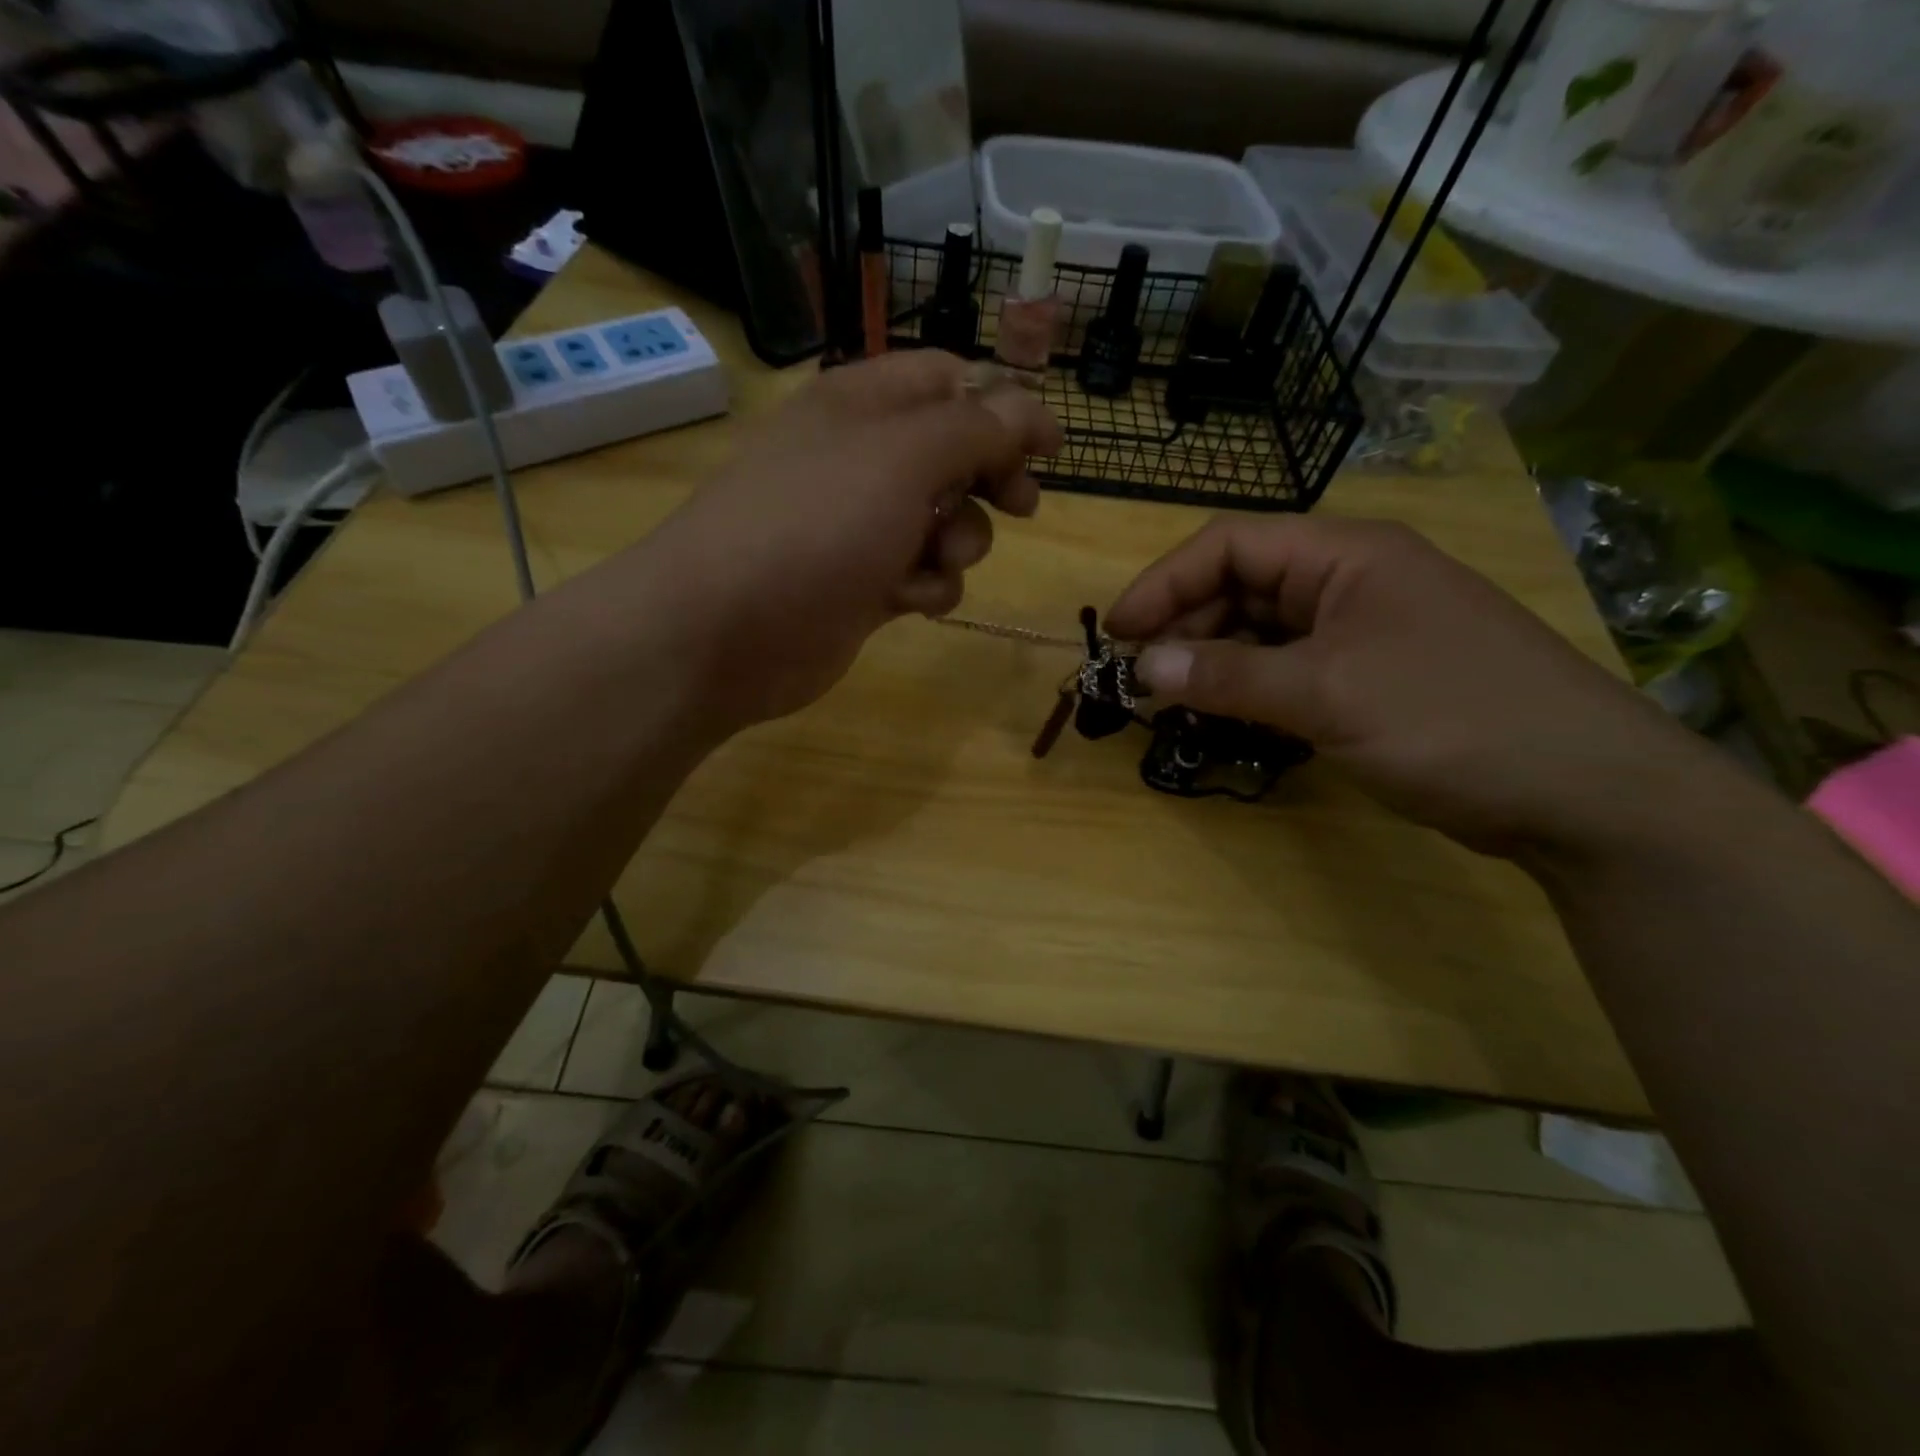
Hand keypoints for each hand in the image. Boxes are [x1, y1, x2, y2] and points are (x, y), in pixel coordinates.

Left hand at [637, 352, 1061, 728]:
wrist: (727, 629)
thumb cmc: (816, 524)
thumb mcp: (905, 458)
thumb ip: (978, 429)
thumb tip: (1030, 408)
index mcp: (865, 404)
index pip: (951, 380)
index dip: (1006, 407)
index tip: (1051, 447)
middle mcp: (863, 458)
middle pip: (955, 454)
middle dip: (992, 481)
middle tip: (1021, 506)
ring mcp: (860, 526)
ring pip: (945, 522)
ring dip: (960, 542)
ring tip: (938, 559)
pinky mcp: (862, 585)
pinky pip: (920, 575)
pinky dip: (926, 587)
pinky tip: (908, 601)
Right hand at [1105, 516, 1701, 856]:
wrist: (1582, 792)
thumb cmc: (1450, 718)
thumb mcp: (1326, 693)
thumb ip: (1227, 677)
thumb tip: (1142, 667)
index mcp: (1345, 555)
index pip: (1230, 544)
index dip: (1164, 582)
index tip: (1116, 632)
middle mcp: (1350, 581)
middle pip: (1241, 586)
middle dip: (1183, 626)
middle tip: (1138, 678)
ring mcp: (1362, 631)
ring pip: (1260, 632)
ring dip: (1211, 662)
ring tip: (1168, 701)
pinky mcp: (1369, 679)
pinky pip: (1287, 670)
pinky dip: (1247, 689)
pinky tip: (1221, 716)